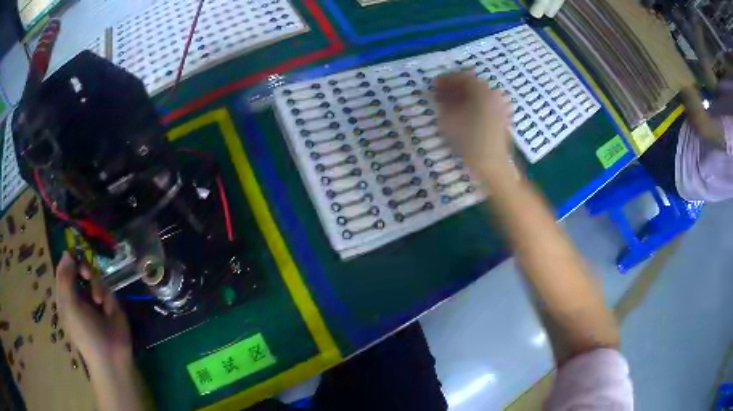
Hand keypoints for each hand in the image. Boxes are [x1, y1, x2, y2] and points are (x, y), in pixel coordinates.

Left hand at [56, 252, 131, 363]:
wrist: (110, 355)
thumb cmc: (84, 333)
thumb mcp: (69, 305)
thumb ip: (65, 278)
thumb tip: (67, 253)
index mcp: (66, 296)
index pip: (64, 270)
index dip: (68, 261)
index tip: (74, 256)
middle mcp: (78, 294)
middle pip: (79, 269)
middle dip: (83, 268)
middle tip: (86, 274)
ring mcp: (94, 299)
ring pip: (93, 276)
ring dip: (95, 284)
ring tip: (98, 300)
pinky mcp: (109, 303)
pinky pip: (106, 288)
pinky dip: (106, 295)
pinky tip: (106, 308)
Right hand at [434, 72, 513, 179]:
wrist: (493, 165)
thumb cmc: (470, 141)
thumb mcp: (448, 119)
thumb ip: (443, 102)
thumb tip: (441, 95)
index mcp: (482, 89)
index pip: (461, 77)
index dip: (445, 80)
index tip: (433, 85)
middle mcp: (493, 94)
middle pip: (471, 85)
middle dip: (455, 88)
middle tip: (440, 95)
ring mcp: (500, 106)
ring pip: (478, 95)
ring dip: (463, 97)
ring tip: (450, 106)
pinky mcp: (502, 118)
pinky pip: (485, 105)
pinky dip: (473, 105)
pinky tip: (463, 115)